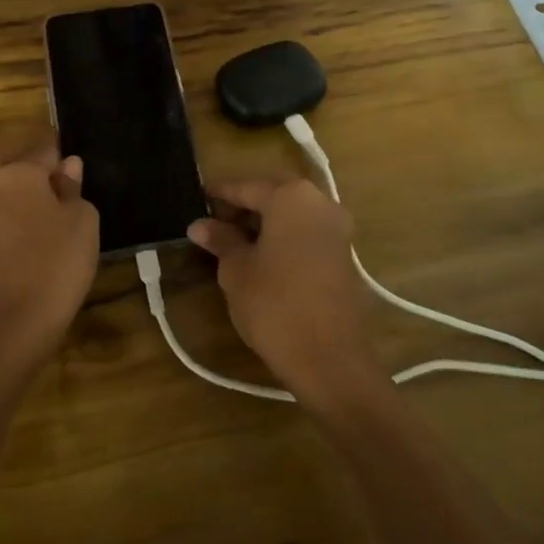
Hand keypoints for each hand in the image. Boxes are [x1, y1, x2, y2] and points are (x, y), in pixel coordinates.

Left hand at [0, 130, 99, 362]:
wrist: (16, 321)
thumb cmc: (57, 261)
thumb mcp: (82, 220)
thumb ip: (72, 189)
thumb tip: (67, 168)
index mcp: (17, 174)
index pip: (42, 148)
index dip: (60, 149)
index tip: (74, 153)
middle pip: (1, 158)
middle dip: (23, 159)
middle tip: (51, 171)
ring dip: (14, 186)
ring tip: (48, 201)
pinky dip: (10, 210)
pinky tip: (35, 225)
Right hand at [187, 177, 374, 401]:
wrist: (329, 357)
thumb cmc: (274, 304)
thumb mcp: (237, 270)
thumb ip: (221, 240)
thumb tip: (200, 225)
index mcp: (292, 197)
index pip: (247, 186)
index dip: (220, 193)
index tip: (198, 198)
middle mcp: (320, 202)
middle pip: (274, 195)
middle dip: (244, 206)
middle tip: (213, 222)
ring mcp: (338, 228)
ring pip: (292, 215)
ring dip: (264, 223)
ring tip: (233, 241)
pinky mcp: (344, 254)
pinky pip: (307, 233)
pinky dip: (284, 237)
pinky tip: (262, 256)